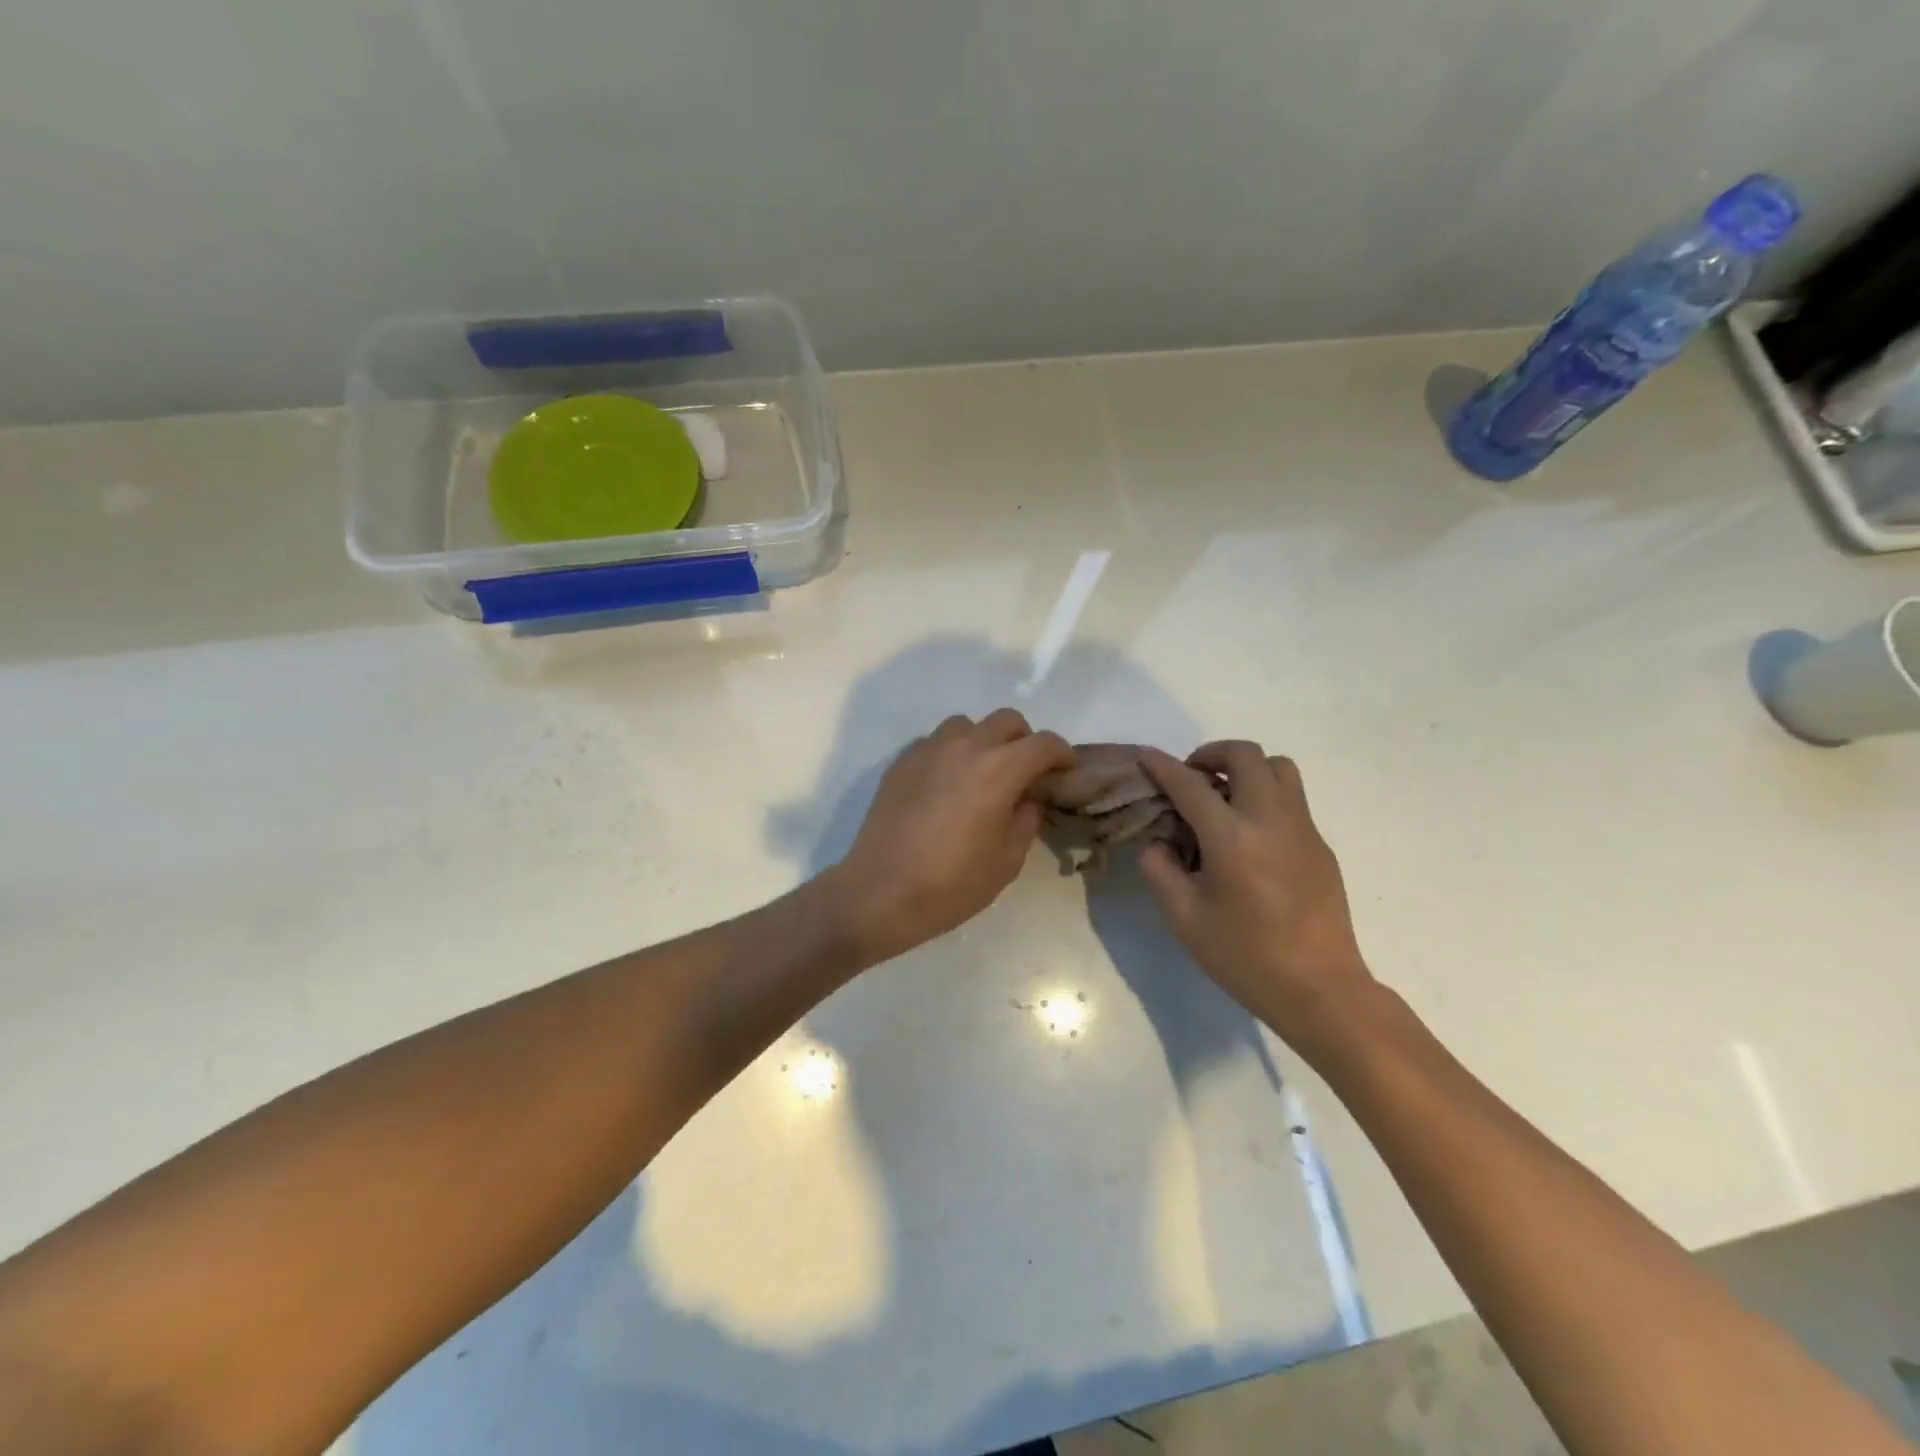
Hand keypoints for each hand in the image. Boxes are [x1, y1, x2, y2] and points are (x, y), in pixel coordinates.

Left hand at [829, 710, 1073, 963]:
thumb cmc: (951, 884)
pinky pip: (936, 742)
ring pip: (967, 725)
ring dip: (984, 741)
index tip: (1065, 771)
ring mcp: (928, 750)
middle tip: (1025, 773)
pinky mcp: (902, 761)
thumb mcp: (1007, 861)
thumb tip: (1026, 798)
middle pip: (1007, 720)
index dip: (1062, 754)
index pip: (1043, 744)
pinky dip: (951, 753)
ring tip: (982, 774)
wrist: (880, 892)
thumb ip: (1026, 820)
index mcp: (999, 770)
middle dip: (1024, 741)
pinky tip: (946, 785)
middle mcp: (965, 747)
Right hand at [1137, 743, 1375, 1056]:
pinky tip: (1248, 835)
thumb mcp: (1184, 918)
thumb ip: (1160, 870)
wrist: (1320, 989)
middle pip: (1245, 755)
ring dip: (1245, 768)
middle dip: (1211, 753)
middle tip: (1191, 777)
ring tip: (1223, 796)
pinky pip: (1291, 798)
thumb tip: (1159, 843)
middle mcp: (1270, 819)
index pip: (1190, 784)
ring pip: (1278, 767)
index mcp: (1232, 837)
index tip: (1144, 755)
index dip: (1161, 765)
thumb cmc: (1245, 956)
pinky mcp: (1320, 844)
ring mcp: (1302, 828)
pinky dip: (1264, 795)